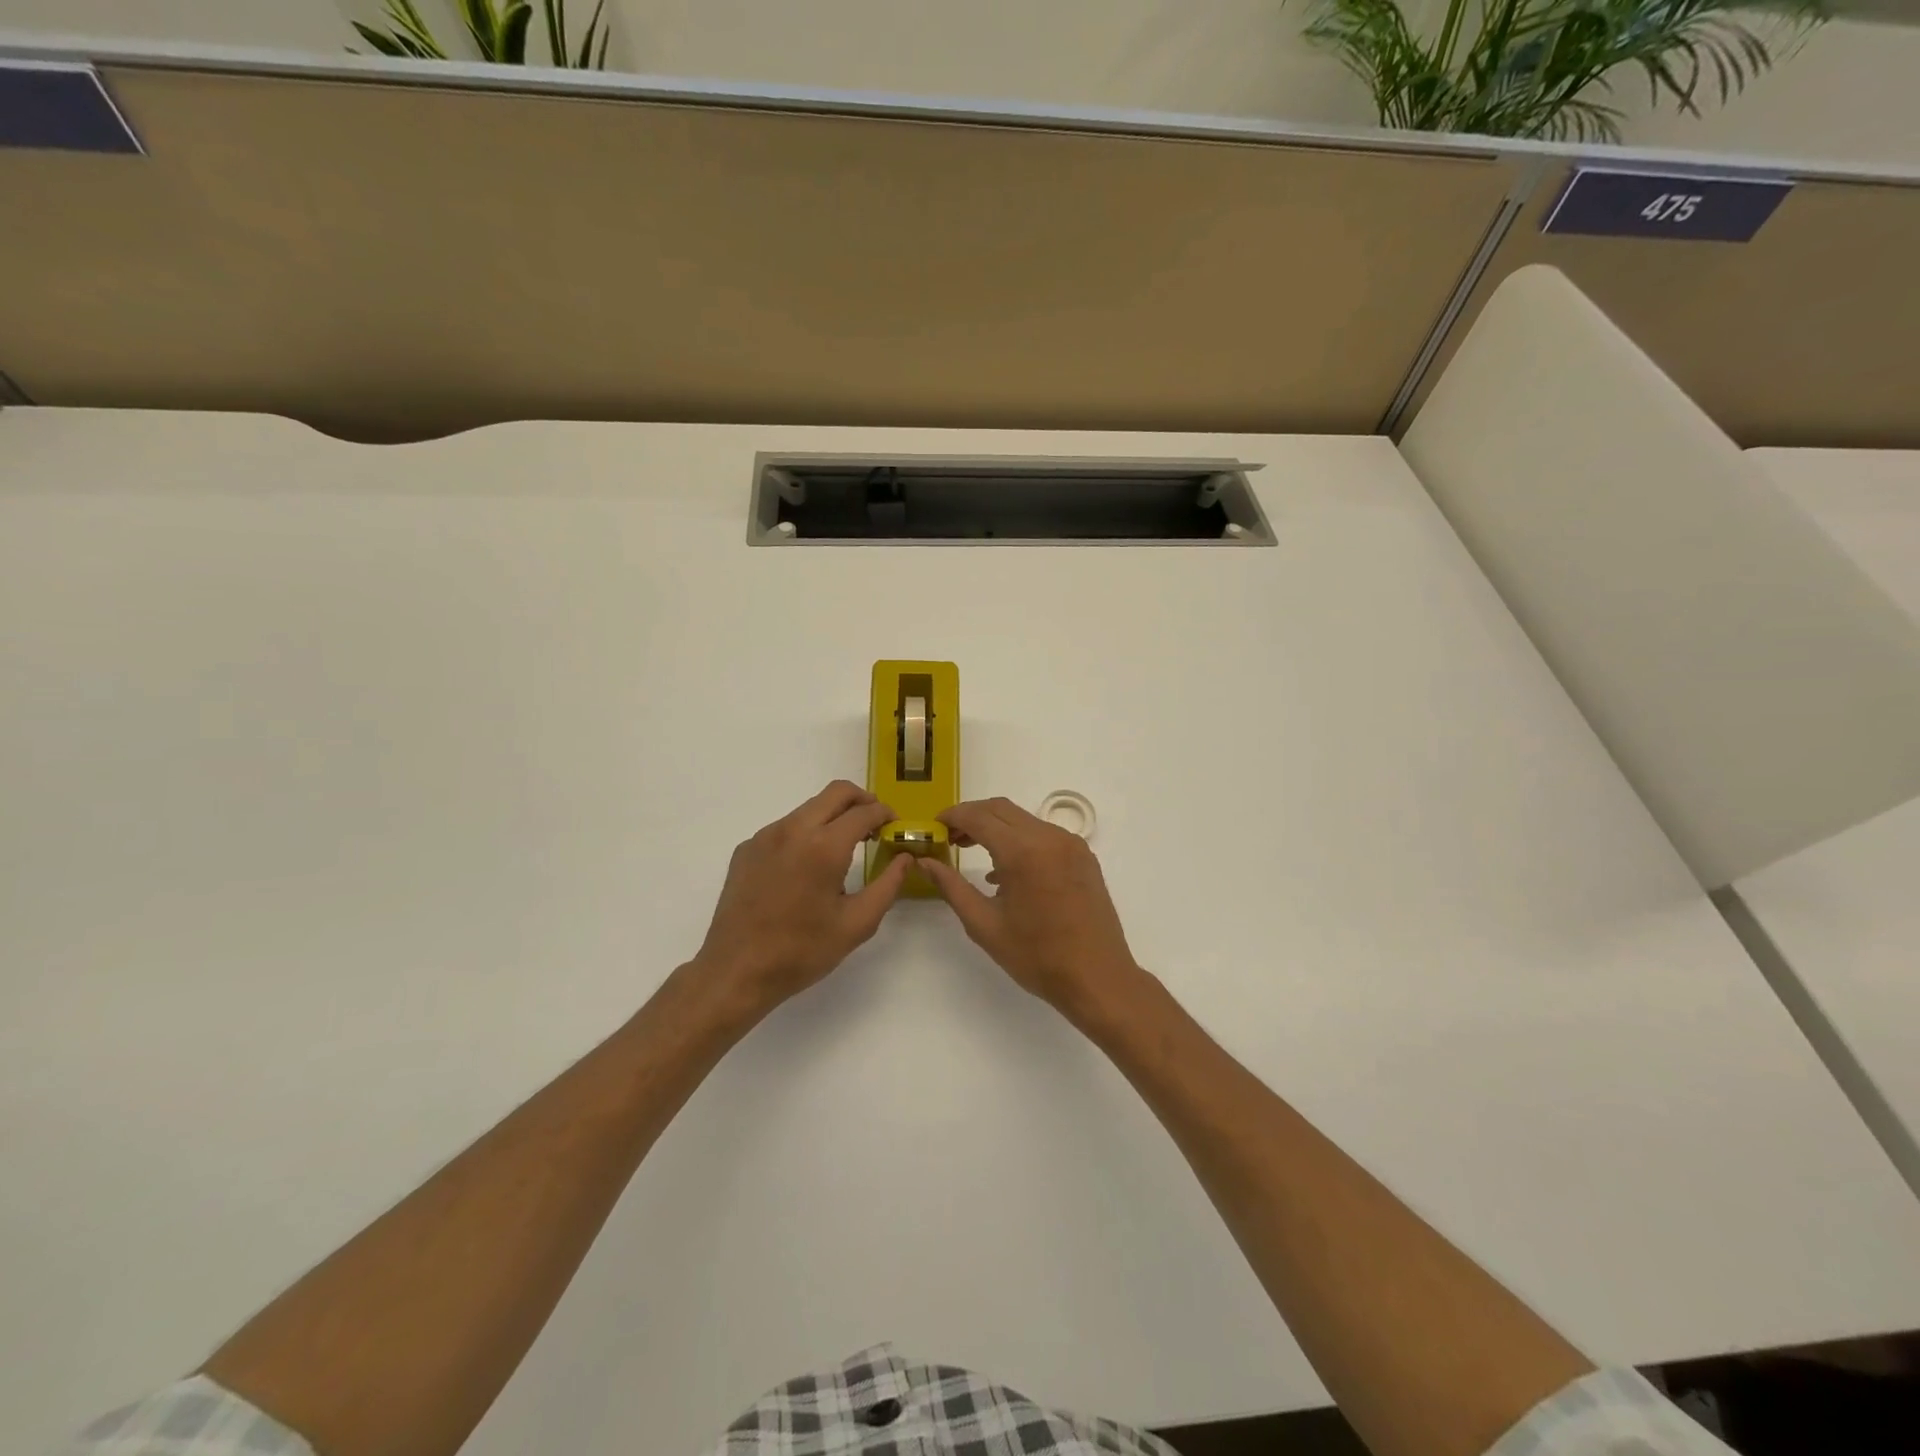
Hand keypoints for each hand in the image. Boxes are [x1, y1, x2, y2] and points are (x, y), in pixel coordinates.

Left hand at [689, 781, 913, 1022]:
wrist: (736, 971)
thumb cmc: (802, 951)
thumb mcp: (857, 924)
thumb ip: (888, 885)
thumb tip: (905, 858)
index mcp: (824, 847)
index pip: (864, 811)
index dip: (885, 814)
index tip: (895, 826)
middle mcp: (793, 829)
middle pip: (836, 792)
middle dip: (862, 800)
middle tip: (875, 824)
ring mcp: (765, 836)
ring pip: (809, 808)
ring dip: (833, 816)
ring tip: (843, 849)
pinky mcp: (747, 848)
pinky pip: (785, 827)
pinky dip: (805, 834)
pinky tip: (806, 868)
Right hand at [917, 797, 1144, 1020]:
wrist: (1098, 978)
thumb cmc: (1037, 957)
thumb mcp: (984, 925)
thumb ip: (952, 887)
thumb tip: (925, 863)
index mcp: (1023, 851)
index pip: (979, 817)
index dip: (953, 817)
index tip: (934, 826)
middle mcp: (1049, 837)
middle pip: (1001, 809)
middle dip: (972, 817)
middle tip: (950, 838)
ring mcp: (1071, 844)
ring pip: (1023, 819)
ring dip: (996, 827)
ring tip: (973, 851)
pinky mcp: (1083, 856)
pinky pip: (1043, 835)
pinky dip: (1019, 840)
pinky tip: (1006, 870)